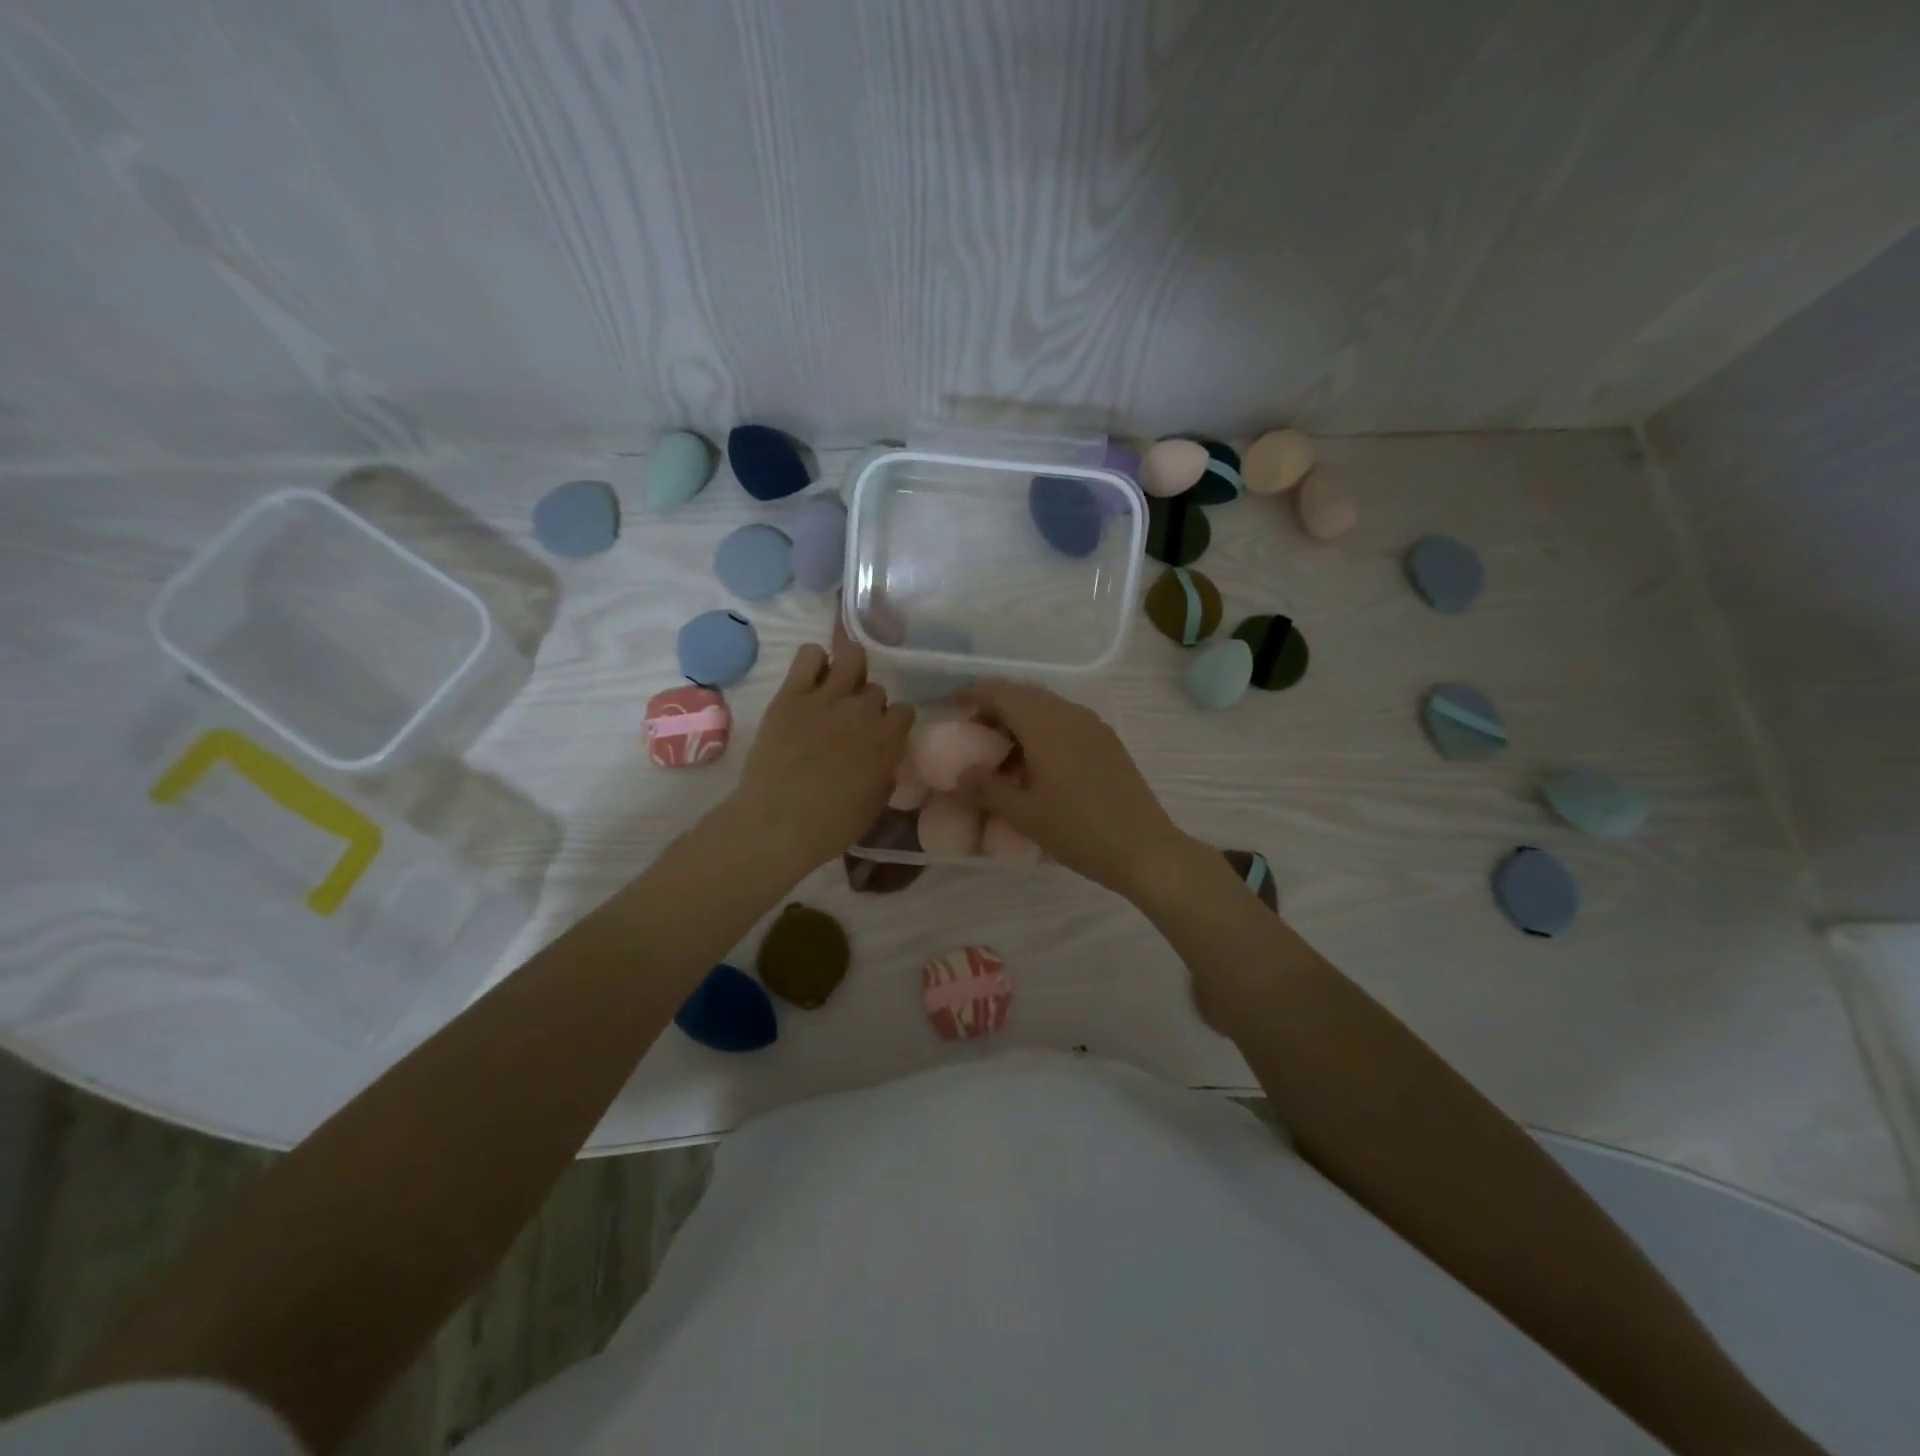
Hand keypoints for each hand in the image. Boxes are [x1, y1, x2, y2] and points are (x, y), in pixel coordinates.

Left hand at [728, 622, 915, 870]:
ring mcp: (827, 698)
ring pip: (852, 656)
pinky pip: (810, 654)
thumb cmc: (830, 827)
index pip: (905, 710)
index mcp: (887, 740)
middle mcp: (863, 711)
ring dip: (849, 670)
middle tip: (850, 722)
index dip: (893, 723)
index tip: (882, 735)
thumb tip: (883, 759)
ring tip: (836, 689)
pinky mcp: (791, 694)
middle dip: (867, 704)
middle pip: (876, 689)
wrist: (776, 826)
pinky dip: (814, 661)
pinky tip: (810, 681)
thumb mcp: (873, 805)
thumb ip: (884, 772)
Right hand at [956, 679, 1190, 897]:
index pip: (1001, 692)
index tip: (953, 707)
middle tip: (974, 734)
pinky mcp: (1107, 742)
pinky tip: (1036, 765)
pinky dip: (1043, 730)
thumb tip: (962, 773)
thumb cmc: (1078, 831)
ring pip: (1047, 707)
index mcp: (1045, 724)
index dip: (974, 694)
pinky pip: (1066, 721)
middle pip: (1024, 695)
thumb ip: (987, 788)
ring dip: (1020, 720)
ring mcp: (1093, 726)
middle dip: (996, 707)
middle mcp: (1069, 714)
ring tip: (1002, 755)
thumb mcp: (1023, 814)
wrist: (1145, 850)